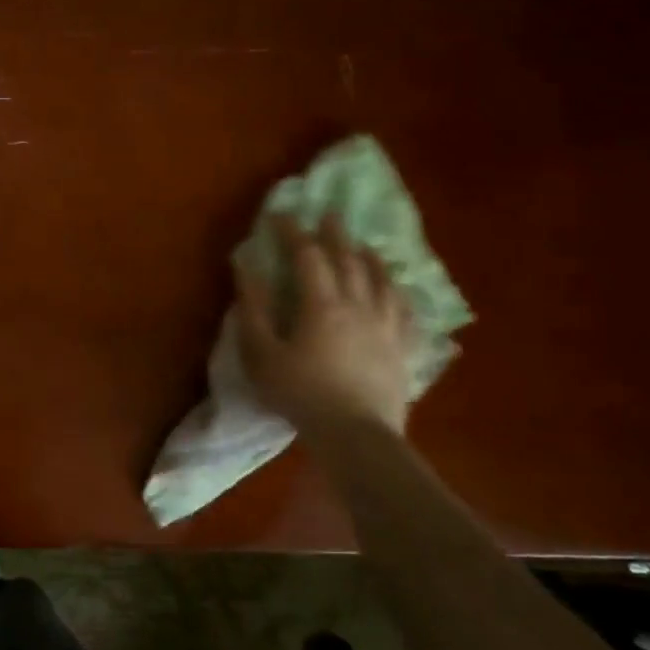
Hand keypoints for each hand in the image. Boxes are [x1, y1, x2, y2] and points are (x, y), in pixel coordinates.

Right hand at [235, 214, 414, 434]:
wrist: (356, 435)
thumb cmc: (299, 393)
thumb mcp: (261, 352)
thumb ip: (252, 307)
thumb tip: (244, 266)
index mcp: (321, 303)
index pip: (307, 255)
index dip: (293, 232)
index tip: (281, 216)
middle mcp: (358, 305)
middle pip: (349, 260)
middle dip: (335, 234)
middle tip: (328, 214)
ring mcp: (386, 326)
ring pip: (382, 280)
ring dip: (370, 257)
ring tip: (364, 245)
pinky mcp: (403, 348)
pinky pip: (405, 310)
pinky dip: (397, 291)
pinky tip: (396, 289)